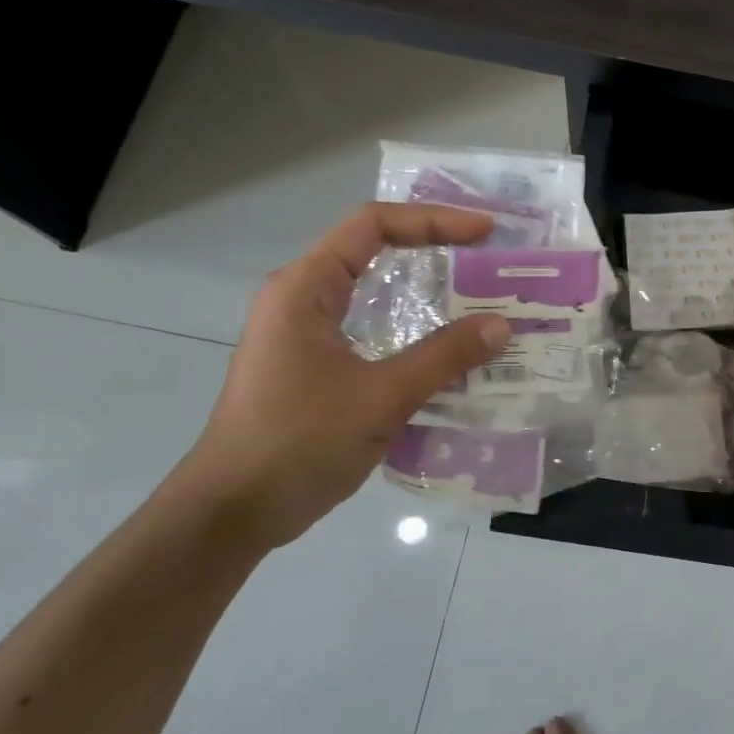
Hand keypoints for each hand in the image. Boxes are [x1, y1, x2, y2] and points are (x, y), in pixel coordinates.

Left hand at [169, 203, 510, 550]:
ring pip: (372, 294)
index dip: (433, 220)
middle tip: (488, 261)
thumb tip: (501, 325)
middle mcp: (301, 299)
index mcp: (306, 288)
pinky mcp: (312, 367)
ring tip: (478, 301)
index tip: (485, 233)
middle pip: (373, 252)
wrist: (233, 512)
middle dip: (433, 249)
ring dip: (423, 293)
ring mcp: (304, 334)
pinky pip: (369, 331)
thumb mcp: (381, 396)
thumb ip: (443, 356)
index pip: (373, 226)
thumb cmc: (299, 442)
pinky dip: (409, 331)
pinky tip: (445, 353)